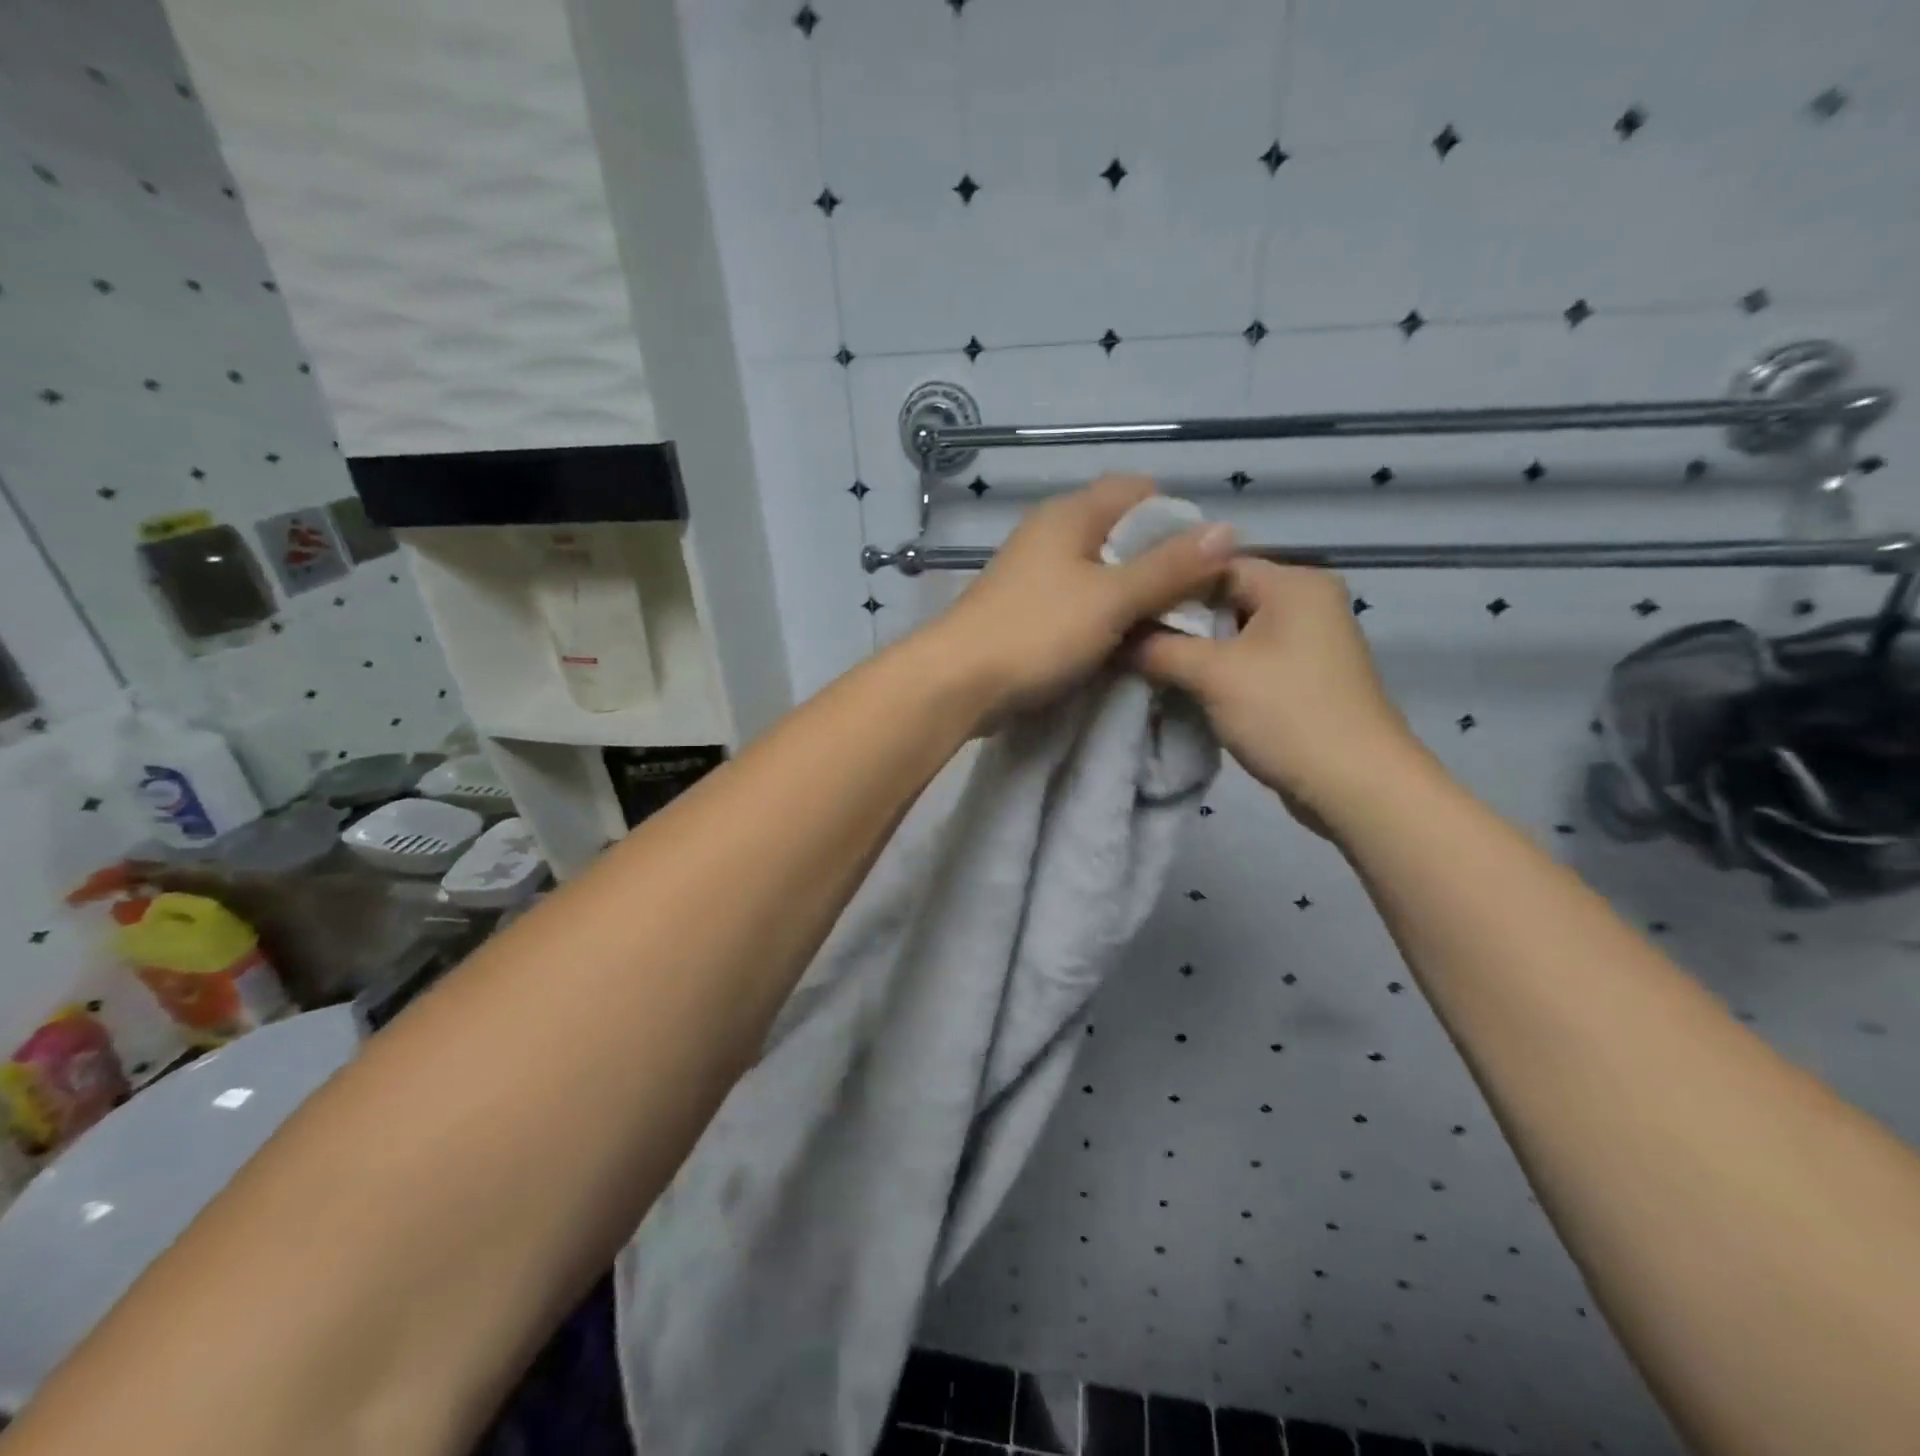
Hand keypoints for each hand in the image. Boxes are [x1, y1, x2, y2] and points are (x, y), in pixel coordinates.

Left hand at [923, 475, 1235, 717]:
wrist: (958, 683)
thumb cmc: (1037, 631)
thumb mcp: (1112, 598)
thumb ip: (1169, 567)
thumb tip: (1228, 530)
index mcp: (1071, 515)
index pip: (1139, 492)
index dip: (1177, 520)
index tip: (1201, 564)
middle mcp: (1053, 535)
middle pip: (1123, 536)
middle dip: (1160, 566)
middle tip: (1191, 606)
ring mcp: (1037, 575)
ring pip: (1102, 576)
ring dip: (1133, 600)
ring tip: (1164, 632)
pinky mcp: (1028, 612)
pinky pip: (1080, 606)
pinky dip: (1104, 621)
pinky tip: (1123, 648)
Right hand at [1129, 559, 1429, 831]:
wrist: (1355, 786)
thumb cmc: (1286, 714)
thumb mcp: (1212, 675)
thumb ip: (1158, 648)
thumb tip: (1117, 637)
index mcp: (1293, 583)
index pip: (1212, 564)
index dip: (1164, 585)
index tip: (1123, 609)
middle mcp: (1306, 601)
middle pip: (1222, 598)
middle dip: (1175, 622)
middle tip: (1126, 640)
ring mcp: (1308, 641)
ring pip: (1231, 633)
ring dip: (1192, 651)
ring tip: (1144, 664)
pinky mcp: (1302, 676)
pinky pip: (1247, 660)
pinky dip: (1215, 671)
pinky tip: (1180, 687)